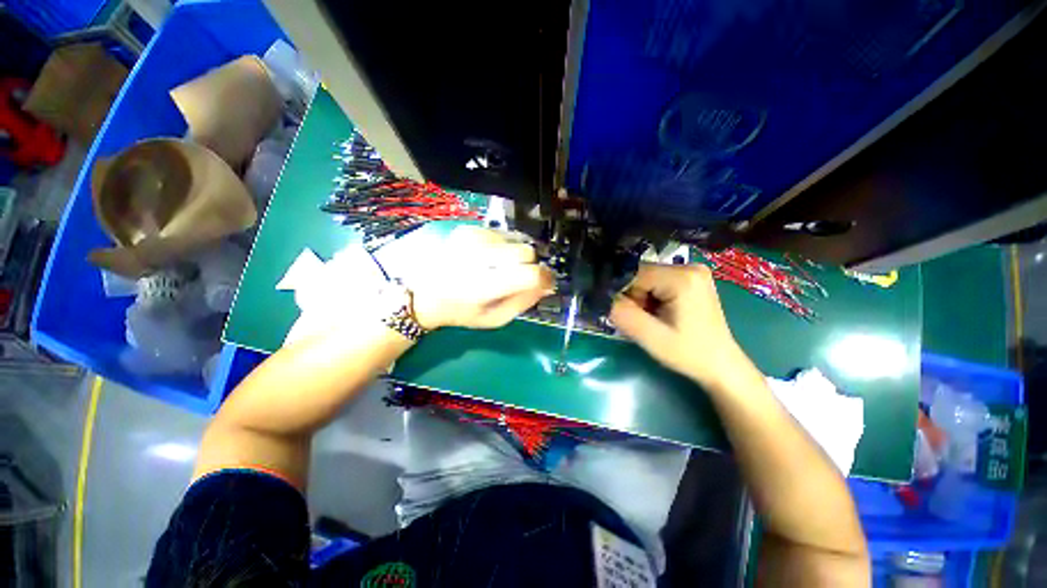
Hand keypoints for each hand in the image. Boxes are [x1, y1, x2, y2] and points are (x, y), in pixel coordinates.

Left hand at [409, 226, 553, 329]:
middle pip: (526, 252)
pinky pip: (503, 234)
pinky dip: (503, 247)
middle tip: (519, 277)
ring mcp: (472, 238)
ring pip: (516, 240)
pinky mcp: (469, 229)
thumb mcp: (495, 319)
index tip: (547, 283)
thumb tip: (547, 284)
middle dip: (530, 265)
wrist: (425, 293)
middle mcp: (478, 257)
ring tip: (498, 268)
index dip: (544, 277)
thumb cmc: (462, 311)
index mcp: (483, 286)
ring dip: (515, 255)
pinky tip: (489, 259)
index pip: (528, 274)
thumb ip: (524, 302)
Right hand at [610, 263, 743, 387]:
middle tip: (646, 321)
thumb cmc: (688, 353)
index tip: (630, 315)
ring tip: (655, 319)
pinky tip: (662, 313)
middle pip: (641, 274)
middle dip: (635, 297)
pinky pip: (658, 281)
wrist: (720, 365)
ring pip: (648, 278)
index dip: (624, 294)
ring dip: (643, 298)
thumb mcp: (651, 338)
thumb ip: (623, 315)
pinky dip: (653, 297)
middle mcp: (689, 266)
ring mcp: (692, 270)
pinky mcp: (692, 278)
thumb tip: (602, 297)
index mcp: (682, 278)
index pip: (634, 274)